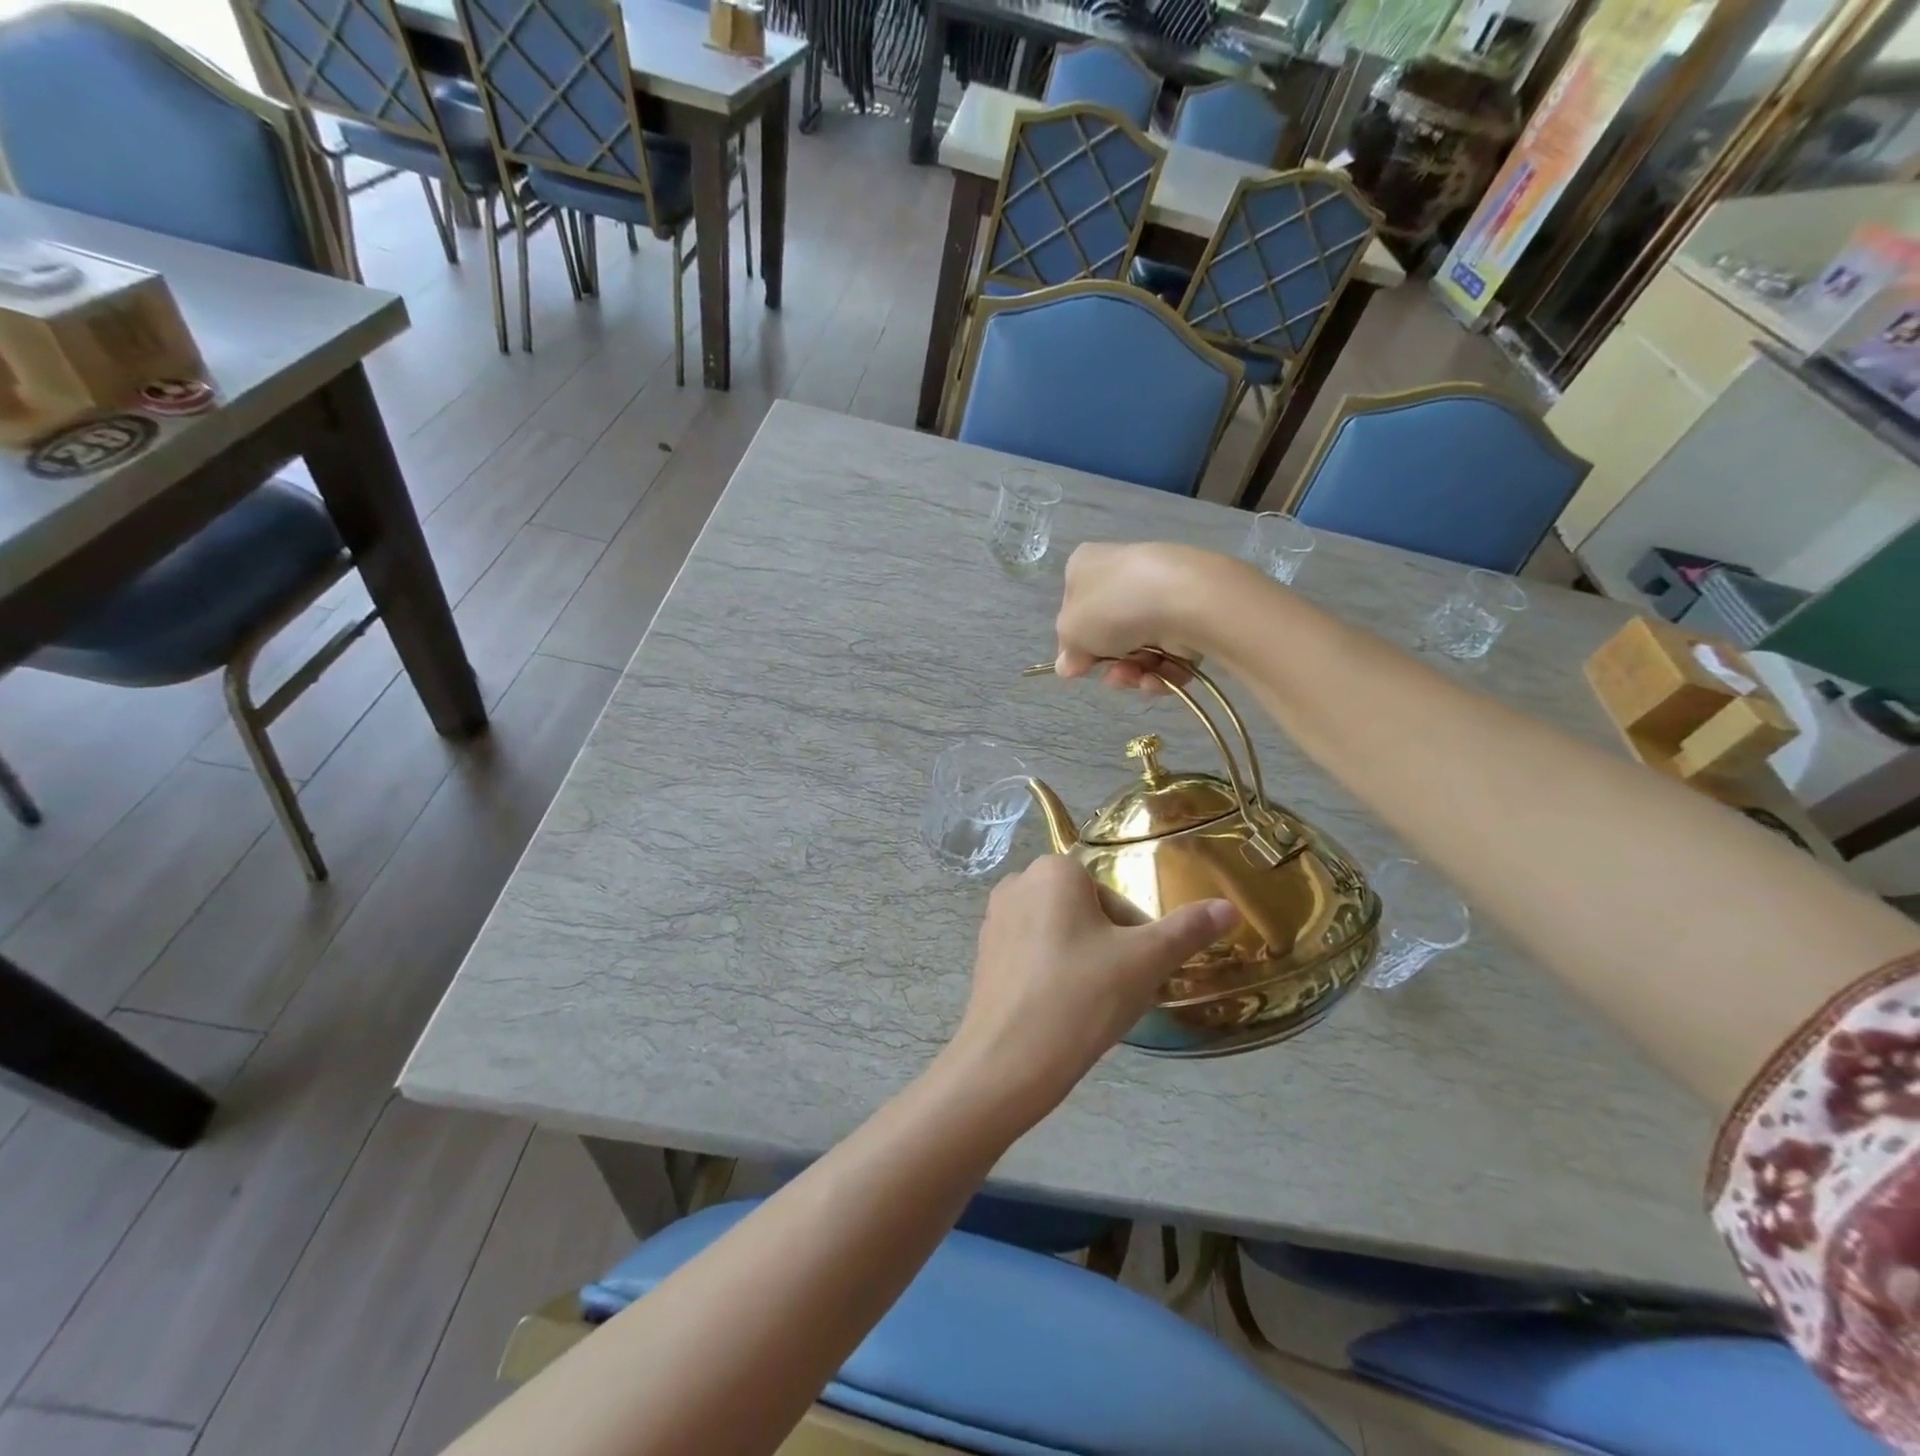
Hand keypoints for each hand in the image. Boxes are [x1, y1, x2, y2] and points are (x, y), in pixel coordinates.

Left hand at [945, 856, 1238, 1127]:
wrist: (1007, 1061)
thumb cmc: (1080, 997)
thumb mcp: (1145, 961)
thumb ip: (1188, 930)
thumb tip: (1229, 907)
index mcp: (1054, 869)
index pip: (1114, 897)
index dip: (1134, 936)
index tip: (1136, 973)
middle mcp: (1018, 882)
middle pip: (1086, 913)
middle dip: (1109, 948)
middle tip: (1115, 992)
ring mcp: (995, 918)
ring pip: (1060, 934)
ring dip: (1083, 962)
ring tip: (1089, 1006)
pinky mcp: (983, 953)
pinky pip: (1033, 954)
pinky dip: (1052, 974)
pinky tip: (1060, 1011)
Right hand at [1054, 543, 1255, 694]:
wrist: (1185, 598)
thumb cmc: (1113, 607)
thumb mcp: (1071, 630)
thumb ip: (1067, 651)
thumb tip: (1068, 664)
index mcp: (1087, 566)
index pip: (1074, 609)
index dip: (1075, 643)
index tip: (1078, 666)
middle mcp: (1123, 574)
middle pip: (1110, 633)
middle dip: (1111, 663)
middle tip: (1114, 675)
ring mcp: (1160, 593)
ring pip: (1140, 647)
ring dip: (1135, 672)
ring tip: (1140, 678)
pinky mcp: (1191, 613)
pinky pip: (1170, 651)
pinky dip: (1163, 671)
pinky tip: (1160, 678)